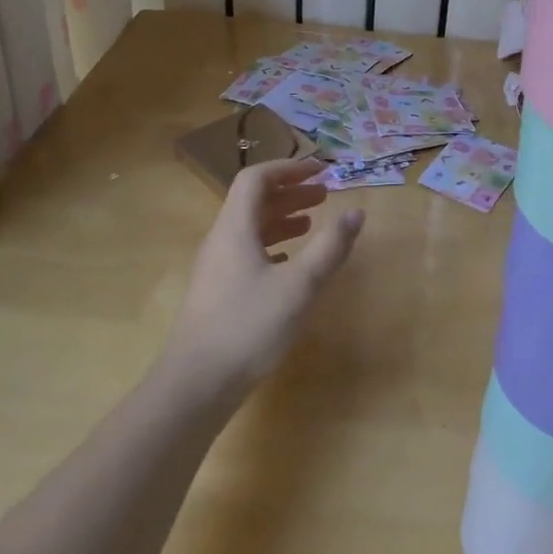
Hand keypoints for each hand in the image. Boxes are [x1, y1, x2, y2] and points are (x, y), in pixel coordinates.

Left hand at [163, 158, 364, 396]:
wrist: (196, 384)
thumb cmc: (248, 327)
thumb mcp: (299, 286)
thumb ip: (329, 247)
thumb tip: (356, 212)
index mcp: (235, 228)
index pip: (256, 178)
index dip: (288, 168)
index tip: (320, 170)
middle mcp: (221, 240)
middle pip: (253, 201)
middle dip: (290, 192)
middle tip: (325, 195)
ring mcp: (217, 267)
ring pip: (251, 228)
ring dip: (282, 219)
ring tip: (313, 223)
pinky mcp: (218, 292)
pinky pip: (247, 253)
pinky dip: (273, 246)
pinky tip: (291, 263)